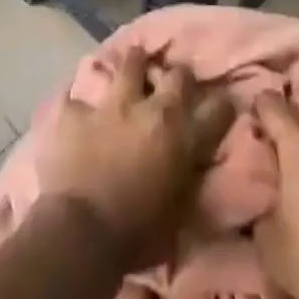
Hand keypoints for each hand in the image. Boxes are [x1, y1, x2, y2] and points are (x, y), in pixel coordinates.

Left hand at [40, 49, 234, 269]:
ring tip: (133, 62)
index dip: (222, 106)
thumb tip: (190, 168)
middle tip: (172, 84)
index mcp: (182, 138)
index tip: (220, 106)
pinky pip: (77, 96)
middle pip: (177, 75)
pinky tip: (77, 106)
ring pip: (130, 64)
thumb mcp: (178, 213)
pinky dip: (80, 103)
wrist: (81, 233)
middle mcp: (152, 110)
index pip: (218, 109)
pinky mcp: (77, 111)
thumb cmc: (137, 236)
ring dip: (134, 65)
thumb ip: (186, 179)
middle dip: (178, 78)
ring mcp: (112, 105)